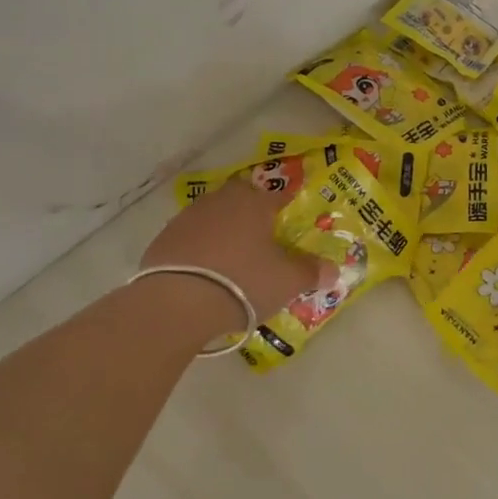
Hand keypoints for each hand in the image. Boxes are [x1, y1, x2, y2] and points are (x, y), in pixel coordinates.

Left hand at [139, 179, 319, 343]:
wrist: (178, 302)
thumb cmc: (244, 282)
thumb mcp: (288, 281)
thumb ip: (312, 272)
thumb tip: (334, 270)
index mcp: (254, 203)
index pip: (278, 196)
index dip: (288, 208)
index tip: (292, 223)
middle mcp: (220, 201)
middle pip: (241, 201)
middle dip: (252, 215)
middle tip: (262, 241)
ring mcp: (187, 218)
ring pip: (214, 218)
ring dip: (224, 232)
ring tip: (233, 260)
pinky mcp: (163, 240)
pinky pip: (191, 240)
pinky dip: (200, 250)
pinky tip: (206, 273)